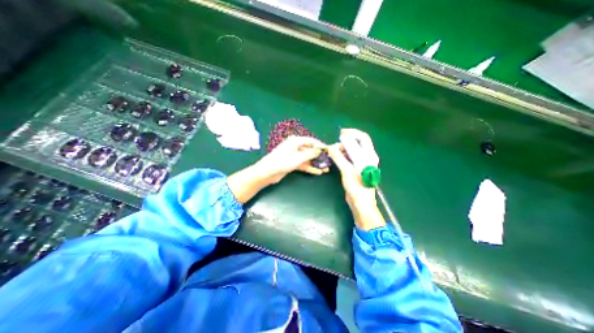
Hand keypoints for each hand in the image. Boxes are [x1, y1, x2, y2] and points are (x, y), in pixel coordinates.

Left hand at [228, 135, 329, 203]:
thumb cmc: (283, 162)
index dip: (320, 145)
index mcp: (295, 141)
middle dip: (319, 156)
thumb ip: (310, 154)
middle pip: (310, 150)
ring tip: (326, 168)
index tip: (329, 150)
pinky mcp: (292, 163)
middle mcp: (295, 147)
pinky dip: (310, 167)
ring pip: (307, 158)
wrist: (268, 172)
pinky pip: (303, 164)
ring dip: (316, 163)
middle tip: (328, 161)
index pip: (311, 141)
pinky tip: (318, 172)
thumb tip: (320, 150)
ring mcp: (293, 155)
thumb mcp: (298, 157)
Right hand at [324, 128, 385, 229]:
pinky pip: (349, 157)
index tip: (341, 134)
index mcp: (369, 156)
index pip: (363, 138)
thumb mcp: (347, 171)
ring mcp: (361, 163)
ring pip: (352, 150)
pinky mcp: (356, 168)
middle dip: (345, 142)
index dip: (352, 133)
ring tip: (332, 153)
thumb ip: (338, 158)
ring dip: (342, 149)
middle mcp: (367, 157)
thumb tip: (330, 147)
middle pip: (356, 143)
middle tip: (334, 147)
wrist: (360, 202)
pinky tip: (335, 157)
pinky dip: (342, 155)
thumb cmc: (357, 187)